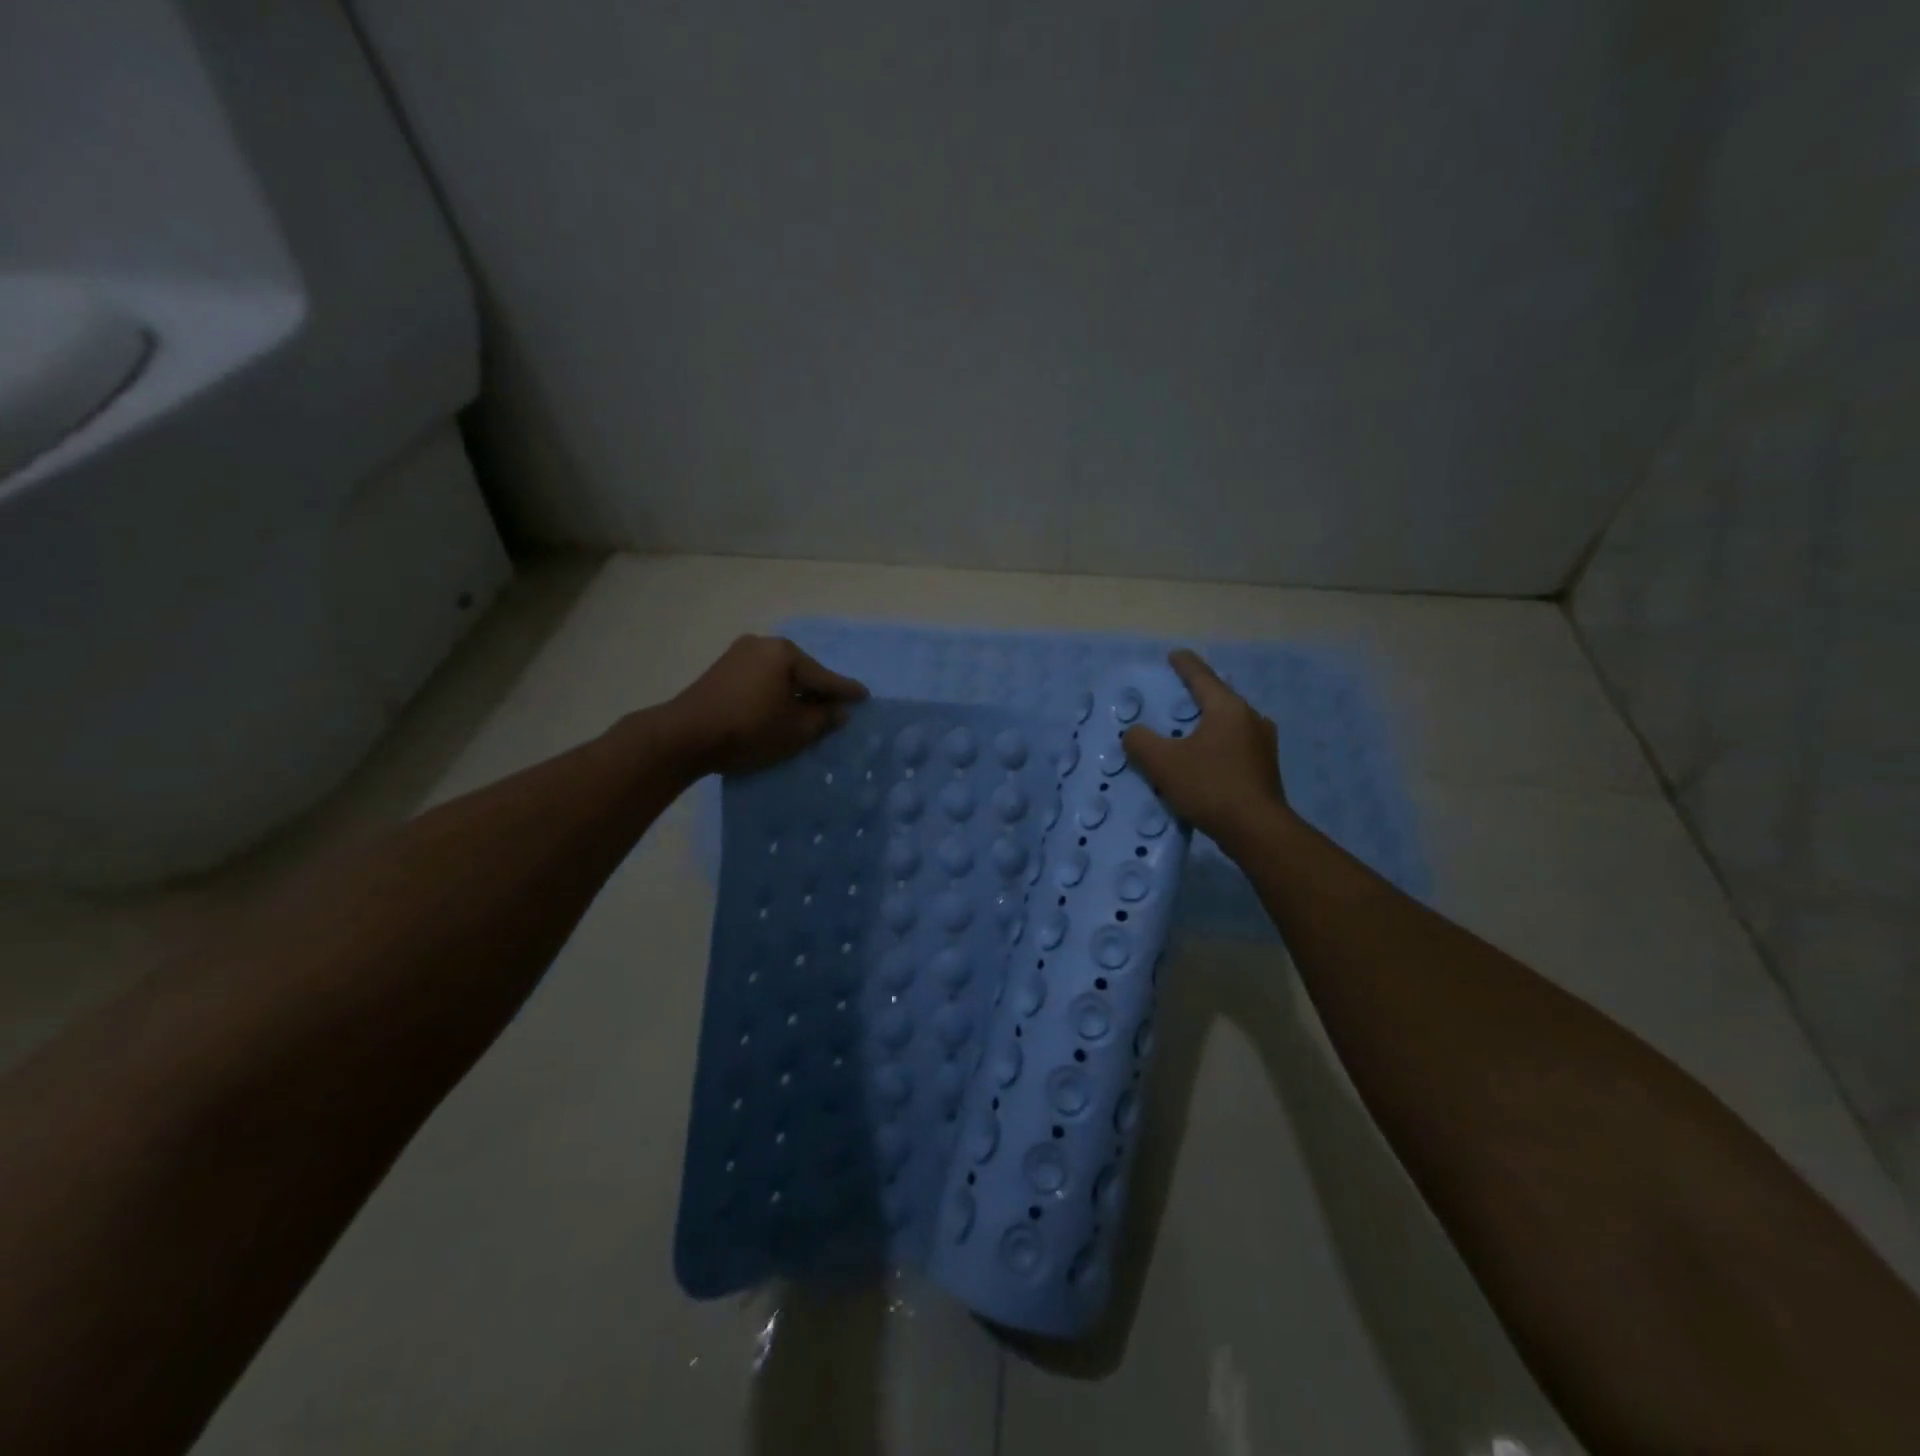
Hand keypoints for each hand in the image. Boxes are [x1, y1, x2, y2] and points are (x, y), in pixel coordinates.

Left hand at [661, 635, 868, 776]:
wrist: (685, 736)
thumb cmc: (749, 729)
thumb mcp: (795, 730)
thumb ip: (823, 719)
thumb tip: (839, 711)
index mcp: (785, 653)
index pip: (824, 677)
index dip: (846, 691)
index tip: (865, 695)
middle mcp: (762, 645)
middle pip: (801, 672)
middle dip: (818, 691)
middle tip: (835, 707)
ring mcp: (738, 655)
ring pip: (779, 676)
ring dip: (793, 694)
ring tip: (807, 712)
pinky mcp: (721, 671)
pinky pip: (760, 680)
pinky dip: (773, 694)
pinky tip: (778, 709)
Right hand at [1122, 649, 1288, 846]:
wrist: (1256, 830)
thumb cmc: (1209, 786)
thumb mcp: (1163, 763)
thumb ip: (1141, 742)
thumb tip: (1134, 733)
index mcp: (1227, 708)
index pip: (1201, 676)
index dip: (1184, 665)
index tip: (1173, 655)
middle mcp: (1250, 718)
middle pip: (1219, 698)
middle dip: (1196, 695)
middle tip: (1174, 697)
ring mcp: (1263, 743)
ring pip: (1229, 723)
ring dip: (1207, 722)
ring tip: (1187, 730)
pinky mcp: (1265, 767)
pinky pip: (1235, 744)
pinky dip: (1217, 744)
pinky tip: (1204, 758)